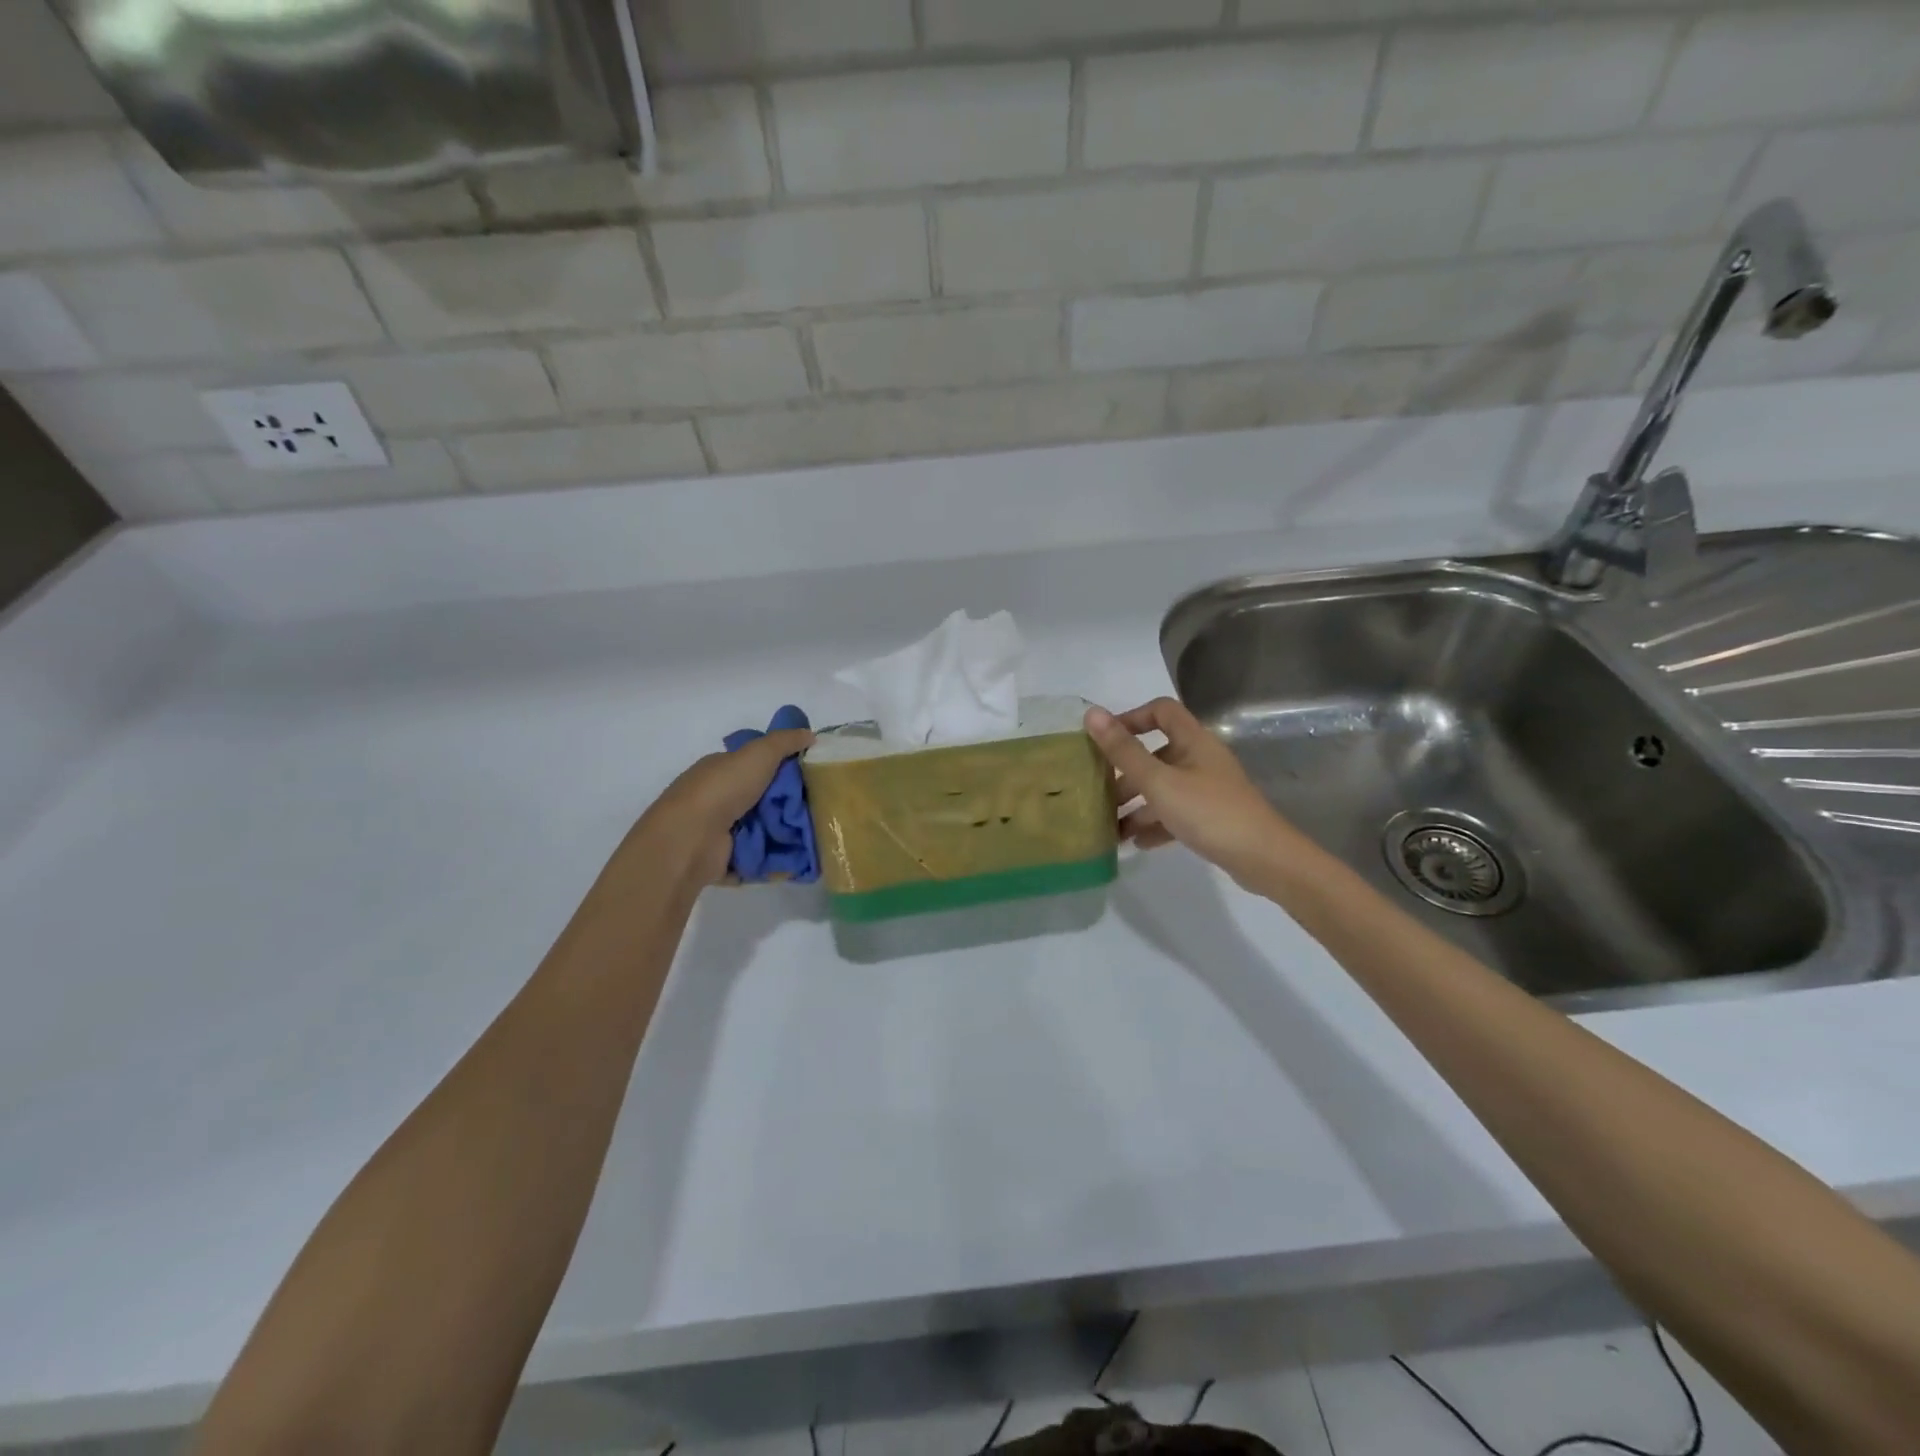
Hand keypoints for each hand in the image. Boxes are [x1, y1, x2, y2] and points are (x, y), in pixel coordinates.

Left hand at [632, 728, 813, 887]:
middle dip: (788, 806)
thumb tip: (810, 734)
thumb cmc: (722, 789)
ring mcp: (718, 831)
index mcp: (720, 770)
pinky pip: (756, 858)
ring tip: (815, 837)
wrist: (690, 839)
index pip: (755, 765)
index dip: (782, 769)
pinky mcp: (723, 859)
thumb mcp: (758, 754)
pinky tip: (797, 861)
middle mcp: (717, 798)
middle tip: (819, 810)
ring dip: (784, 835)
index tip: (811, 776)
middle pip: (762, 799)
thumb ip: (785, 741)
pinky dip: (773, 861)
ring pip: (761, 830)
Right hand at [1084, 698, 1303, 891]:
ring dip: (1137, 804)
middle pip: (1157, 754)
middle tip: (1100, 792)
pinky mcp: (1212, 817)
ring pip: (1164, 788)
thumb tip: (1092, 714)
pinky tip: (1136, 843)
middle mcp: (1201, 759)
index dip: (1131, 718)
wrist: (1264, 859)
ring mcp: (1208, 790)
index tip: (1104, 740)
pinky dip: (1155, 824)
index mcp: (1193, 741)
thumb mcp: (1159, 782)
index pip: (1161, 711)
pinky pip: (1176, 813)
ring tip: (1110, 826)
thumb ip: (1124, 751)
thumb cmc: (1208, 812)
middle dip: (1126, 773)